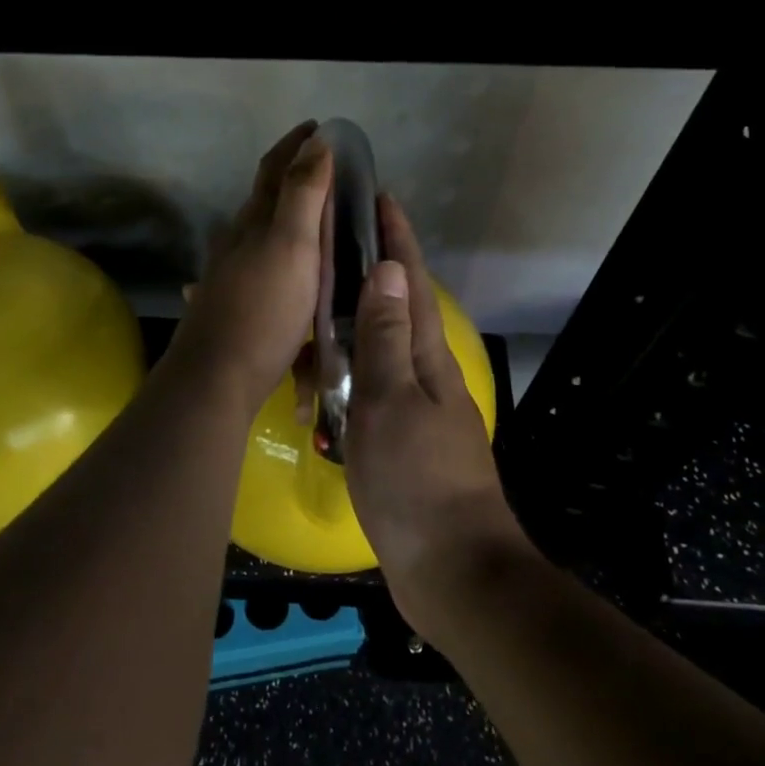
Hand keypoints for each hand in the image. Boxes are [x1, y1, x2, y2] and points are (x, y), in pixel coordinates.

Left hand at [170, 122, 330, 412]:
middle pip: (266, 198)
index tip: (318, 127)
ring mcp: (232, 273)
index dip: (295, 144)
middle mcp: (238, 241)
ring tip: (320, 220)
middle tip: (329, 173)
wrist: (217, 376)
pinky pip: (263, 266)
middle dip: (293, 178)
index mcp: (254, 222)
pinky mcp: (234, 303)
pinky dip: (283, 255)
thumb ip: (303, 194)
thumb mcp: (292, 246)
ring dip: (288, 218)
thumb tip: (316, 142)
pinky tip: (291, 271)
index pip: (274, 169)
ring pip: (262, 234)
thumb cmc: (263, 309)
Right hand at [344, 197, 530, 635]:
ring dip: (352, 317)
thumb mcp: (391, 402)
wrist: (451, 568)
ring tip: (313, 297)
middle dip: (372, 268)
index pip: (409, 283)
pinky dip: (345, 368)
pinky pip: (368, 386)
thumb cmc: (416, 480)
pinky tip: (320, 372)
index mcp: (425, 357)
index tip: (381, 197)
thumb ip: (384, 337)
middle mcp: (423, 374)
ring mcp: (414, 408)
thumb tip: (386, 268)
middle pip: (396, 308)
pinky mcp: (400, 439)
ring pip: (378, 347)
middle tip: (331, 240)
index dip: (397, 239)